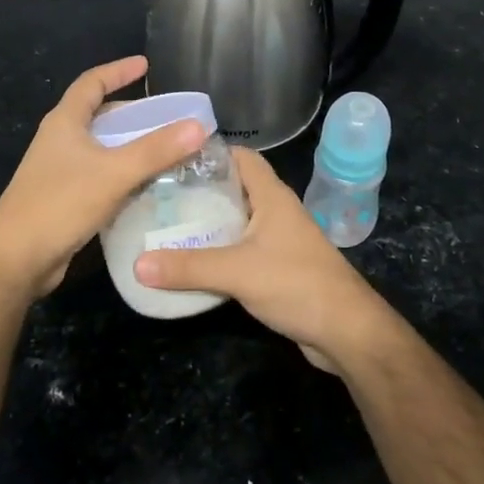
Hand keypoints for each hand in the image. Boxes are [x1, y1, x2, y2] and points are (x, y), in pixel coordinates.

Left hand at [0, 56, 207, 300]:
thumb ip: (156, 150)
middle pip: (98, 115)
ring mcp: (59, 170)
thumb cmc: (59, 204)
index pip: (91, 82)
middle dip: (131, 112)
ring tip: (164, 149)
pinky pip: (99, 175)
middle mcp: (59, 141)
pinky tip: (145, 186)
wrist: (16, 259)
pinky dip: (122, 173)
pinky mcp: (63, 198)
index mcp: (64, 122)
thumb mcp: (113, 173)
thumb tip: (198, 125)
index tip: (146, 66)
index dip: (118, 71)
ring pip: (100, 147)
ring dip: (129, 145)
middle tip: (165, 117)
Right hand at [136, 148, 396, 373]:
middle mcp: (276, 211)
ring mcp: (280, 240)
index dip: (210, 152)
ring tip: (167, 225)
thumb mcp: (237, 272)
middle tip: (159, 195)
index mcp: (272, 196)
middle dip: (200, 190)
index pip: (241, 157)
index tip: (172, 158)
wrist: (346, 331)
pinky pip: (242, 249)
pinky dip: (219, 251)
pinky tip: (193, 262)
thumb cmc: (296, 284)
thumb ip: (188, 267)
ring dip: (209, 223)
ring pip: (238, 220)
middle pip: (235, 188)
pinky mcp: (279, 267)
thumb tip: (137, 264)